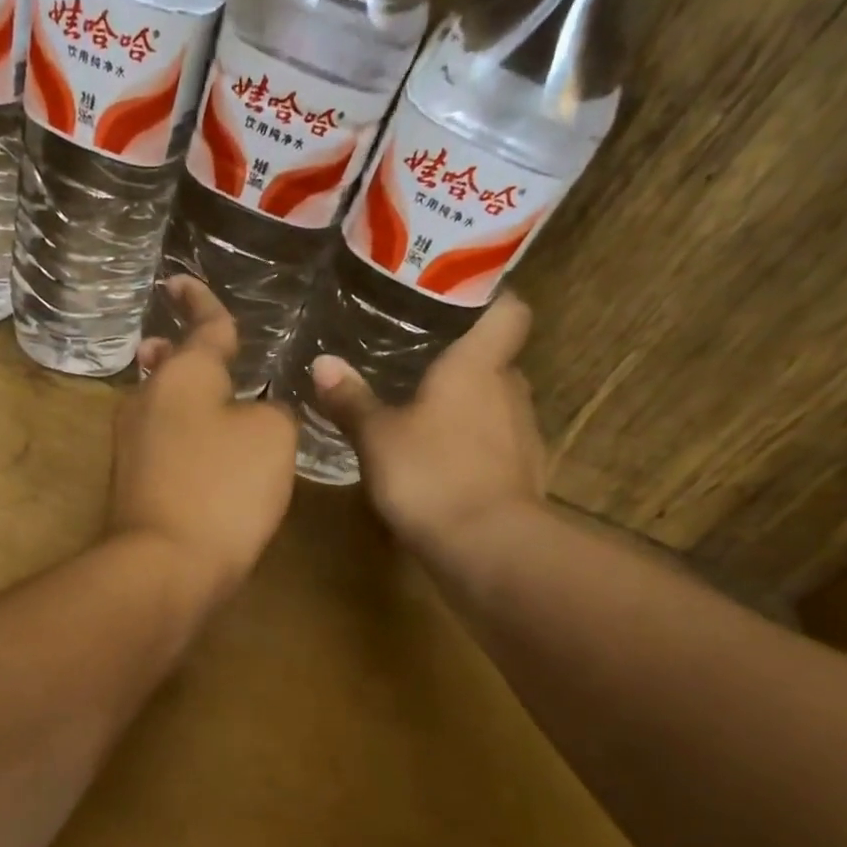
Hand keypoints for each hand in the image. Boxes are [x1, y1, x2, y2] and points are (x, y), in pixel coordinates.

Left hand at [111, 278, 296, 604]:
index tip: (180, 280)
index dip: (200, 301)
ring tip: (201, 391)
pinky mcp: (131, 484)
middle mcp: (148, 400)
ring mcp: (132, 444)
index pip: (202, 326)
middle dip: (180, 351)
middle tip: (187, 340)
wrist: (165, 566)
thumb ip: (272, 410)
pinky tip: (198, 447)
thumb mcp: (272, 438)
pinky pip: (162, 442)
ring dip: (180, 393)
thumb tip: (255, 413)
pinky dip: (181, 434)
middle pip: (170, 366)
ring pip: (162, 405)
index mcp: (184, 374)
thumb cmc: (222, 489)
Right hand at [309, 293, 546, 557]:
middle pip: (495, 361)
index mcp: (478, 365)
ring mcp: (523, 434)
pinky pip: (496, 445)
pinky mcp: (524, 474)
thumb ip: (351, 399)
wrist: (486, 545)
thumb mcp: (376, 436)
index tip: (457, 304)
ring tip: (424, 418)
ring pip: (495, 405)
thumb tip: (322, 362)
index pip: (508, 310)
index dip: (489, 300)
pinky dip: (473, 448)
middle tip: (418, 365)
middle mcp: (510, 390)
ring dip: (466, 409)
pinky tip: (441, 465)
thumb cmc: (430, 473)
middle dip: (462, 362)